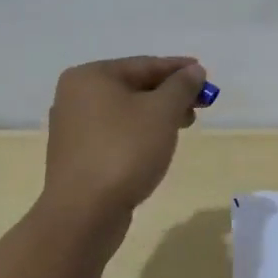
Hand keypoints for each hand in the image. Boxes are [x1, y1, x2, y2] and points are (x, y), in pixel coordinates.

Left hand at [43, 56, 208, 221]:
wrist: (84, 213)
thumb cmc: (125, 151)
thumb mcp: (162, 112)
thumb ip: (181, 86)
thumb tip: (194, 71)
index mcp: (91, 76)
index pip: (144, 64)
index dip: (179, 69)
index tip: (205, 74)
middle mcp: (75, 96)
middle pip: (134, 86)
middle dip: (170, 94)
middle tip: (200, 105)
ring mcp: (73, 127)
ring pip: (126, 111)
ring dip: (157, 114)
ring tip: (184, 126)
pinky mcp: (77, 154)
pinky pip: (115, 132)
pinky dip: (139, 132)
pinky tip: (158, 144)